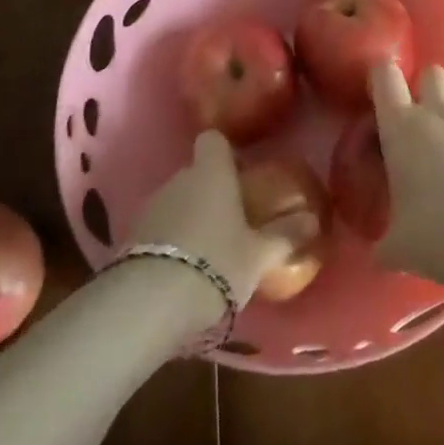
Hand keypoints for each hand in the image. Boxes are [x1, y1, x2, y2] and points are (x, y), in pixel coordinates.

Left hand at [129, 130, 316, 307]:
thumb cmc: (216, 262)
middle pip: (197, 173)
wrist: (150, 303)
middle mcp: (178, 179)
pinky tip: (185, 270)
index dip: (227, 153)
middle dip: (213, 191)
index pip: (214, 140)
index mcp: (211, 172)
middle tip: (235, 220)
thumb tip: (313, 220)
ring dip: (191, 217)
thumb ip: (286, 235)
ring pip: (177, 201)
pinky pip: (160, 228)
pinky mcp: (130, 238)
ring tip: (211, 251)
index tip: (242, 174)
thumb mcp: (260, 255)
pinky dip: (172, 241)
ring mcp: (151, 207)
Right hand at [370, 62, 443, 279]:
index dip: (382, 76)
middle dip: (428, 90)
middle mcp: (439, 112)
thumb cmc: (439, 236)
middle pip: (431, 73)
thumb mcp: (399, 247)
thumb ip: (385, 243)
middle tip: (428, 124)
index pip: (384, 76)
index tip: (382, 91)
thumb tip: (379, 254)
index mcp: (402, 129)